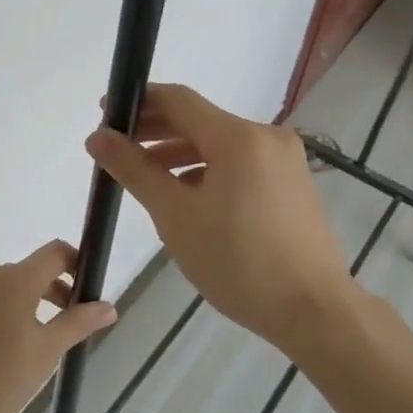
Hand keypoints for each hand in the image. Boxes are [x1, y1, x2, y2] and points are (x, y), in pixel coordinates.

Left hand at [0, 240, 116, 412]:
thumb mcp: (46, 353)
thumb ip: (78, 322)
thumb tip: (108, 306)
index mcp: (14, 280)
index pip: (54, 253)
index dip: (73, 263)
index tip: (80, 287)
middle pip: (20, 273)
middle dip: (39, 294)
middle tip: (49, 328)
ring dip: (2, 306)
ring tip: (4, 346)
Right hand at [85, 84, 354, 355]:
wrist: (314, 312)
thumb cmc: (238, 261)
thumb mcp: (174, 215)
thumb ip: (134, 169)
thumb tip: (97, 137)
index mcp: (238, 137)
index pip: (178, 100)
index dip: (138, 102)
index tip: (106, 114)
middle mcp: (265, 137)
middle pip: (200, 120)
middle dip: (156, 130)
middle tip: (118, 147)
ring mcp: (284, 161)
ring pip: (220, 144)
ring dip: (180, 153)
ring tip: (146, 176)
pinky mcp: (292, 185)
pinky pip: (240, 164)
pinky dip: (208, 171)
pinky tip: (187, 197)